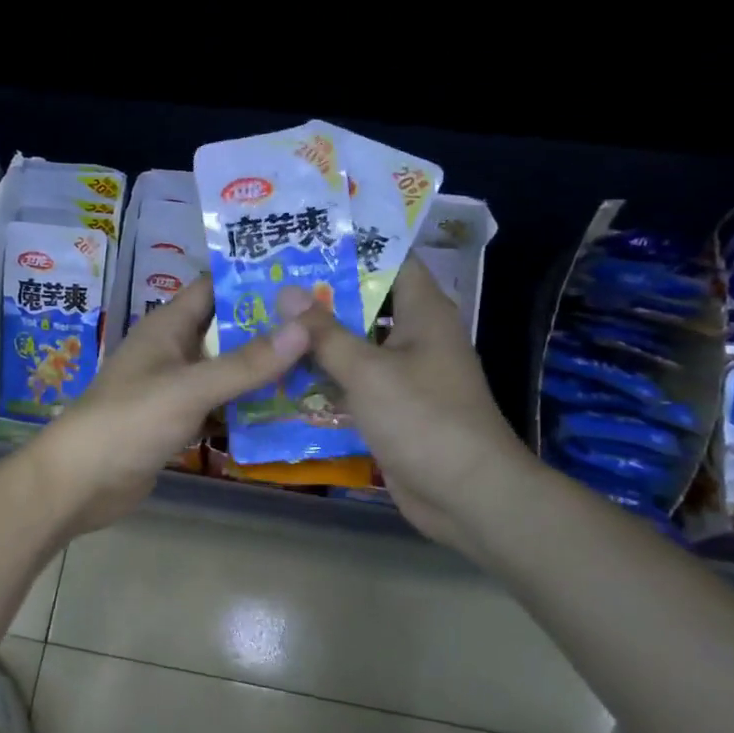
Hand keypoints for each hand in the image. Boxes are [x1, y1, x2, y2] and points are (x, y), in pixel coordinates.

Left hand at [34, 277, 310, 533]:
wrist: (81, 482)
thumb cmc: (131, 420)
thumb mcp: (191, 387)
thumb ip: (246, 362)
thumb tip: (304, 327)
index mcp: (167, 326)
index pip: (214, 287)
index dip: (253, 280)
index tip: (305, 280)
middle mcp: (172, 350)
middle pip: (226, 330)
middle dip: (269, 329)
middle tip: (325, 328)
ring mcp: (174, 388)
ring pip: (225, 371)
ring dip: (262, 372)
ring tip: (318, 366)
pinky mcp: (176, 421)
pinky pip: (218, 406)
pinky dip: (245, 409)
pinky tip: (285, 413)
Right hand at [279, 257, 530, 549]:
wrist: (467, 494)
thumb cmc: (423, 417)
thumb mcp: (367, 370)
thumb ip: (324, 333)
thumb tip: (286, 292)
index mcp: (424, 312)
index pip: (392, 260)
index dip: (353, 245)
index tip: (307, 238)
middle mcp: (417, 336)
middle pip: (367, 303)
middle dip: (322, 295)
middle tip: (270, 281)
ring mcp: (406, 375)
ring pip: (356, 346)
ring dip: (318, 340)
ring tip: (266, 322)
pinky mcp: (393, 409)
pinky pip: (355, 383)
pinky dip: (326, 379)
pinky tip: (283, 375)